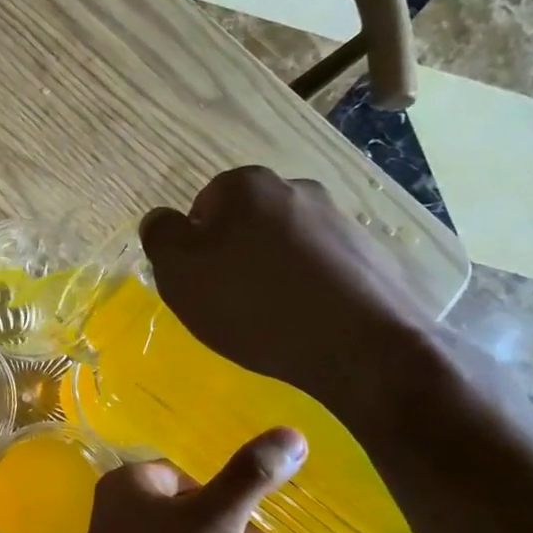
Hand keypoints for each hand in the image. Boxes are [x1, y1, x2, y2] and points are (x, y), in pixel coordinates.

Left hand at [60, 427, 305, 532]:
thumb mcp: (214, 519)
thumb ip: (250, 478)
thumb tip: (292, 434)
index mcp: (130, 483)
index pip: (184, 472)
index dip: (222, 489)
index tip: (256, 508)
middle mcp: (123, 511)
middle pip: (188, 505)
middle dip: (229, 517)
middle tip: (267, 530)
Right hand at [139, 166, 436, 410]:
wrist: (362, 348)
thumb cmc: (253, 304)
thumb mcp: (179, 273)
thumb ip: (160, 236)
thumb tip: (161, 220)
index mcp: (246, 185)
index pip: (202, 208)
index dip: (195, 249)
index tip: (203, 284)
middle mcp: (296, 188)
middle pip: (245, 223)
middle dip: (235, 255)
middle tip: (231, 302)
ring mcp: (340, 219)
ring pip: (285, 244)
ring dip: (273, 272)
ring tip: (272, 317)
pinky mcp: (372, 254)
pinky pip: (322, 267)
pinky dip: (309, 287)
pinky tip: (307, 321)